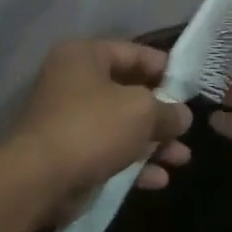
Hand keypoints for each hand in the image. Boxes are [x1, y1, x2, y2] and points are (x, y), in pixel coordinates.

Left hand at [9, 40, 192, 213]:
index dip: (165, 68)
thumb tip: (182, 115)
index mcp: (83, 56)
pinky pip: (108, 152)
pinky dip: (133, 163)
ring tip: (182, 159)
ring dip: (152, 142)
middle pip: (127, 92)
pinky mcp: (69, 154)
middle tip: (187, 128)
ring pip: (120, 126)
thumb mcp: (142, 111)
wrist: (40, 179)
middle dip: (161, 113)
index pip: (132, 52)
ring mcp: (68, 120)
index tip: (191, 86)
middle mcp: (72, 82)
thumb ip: (167, 110)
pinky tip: (159, 179)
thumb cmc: (93, 128)